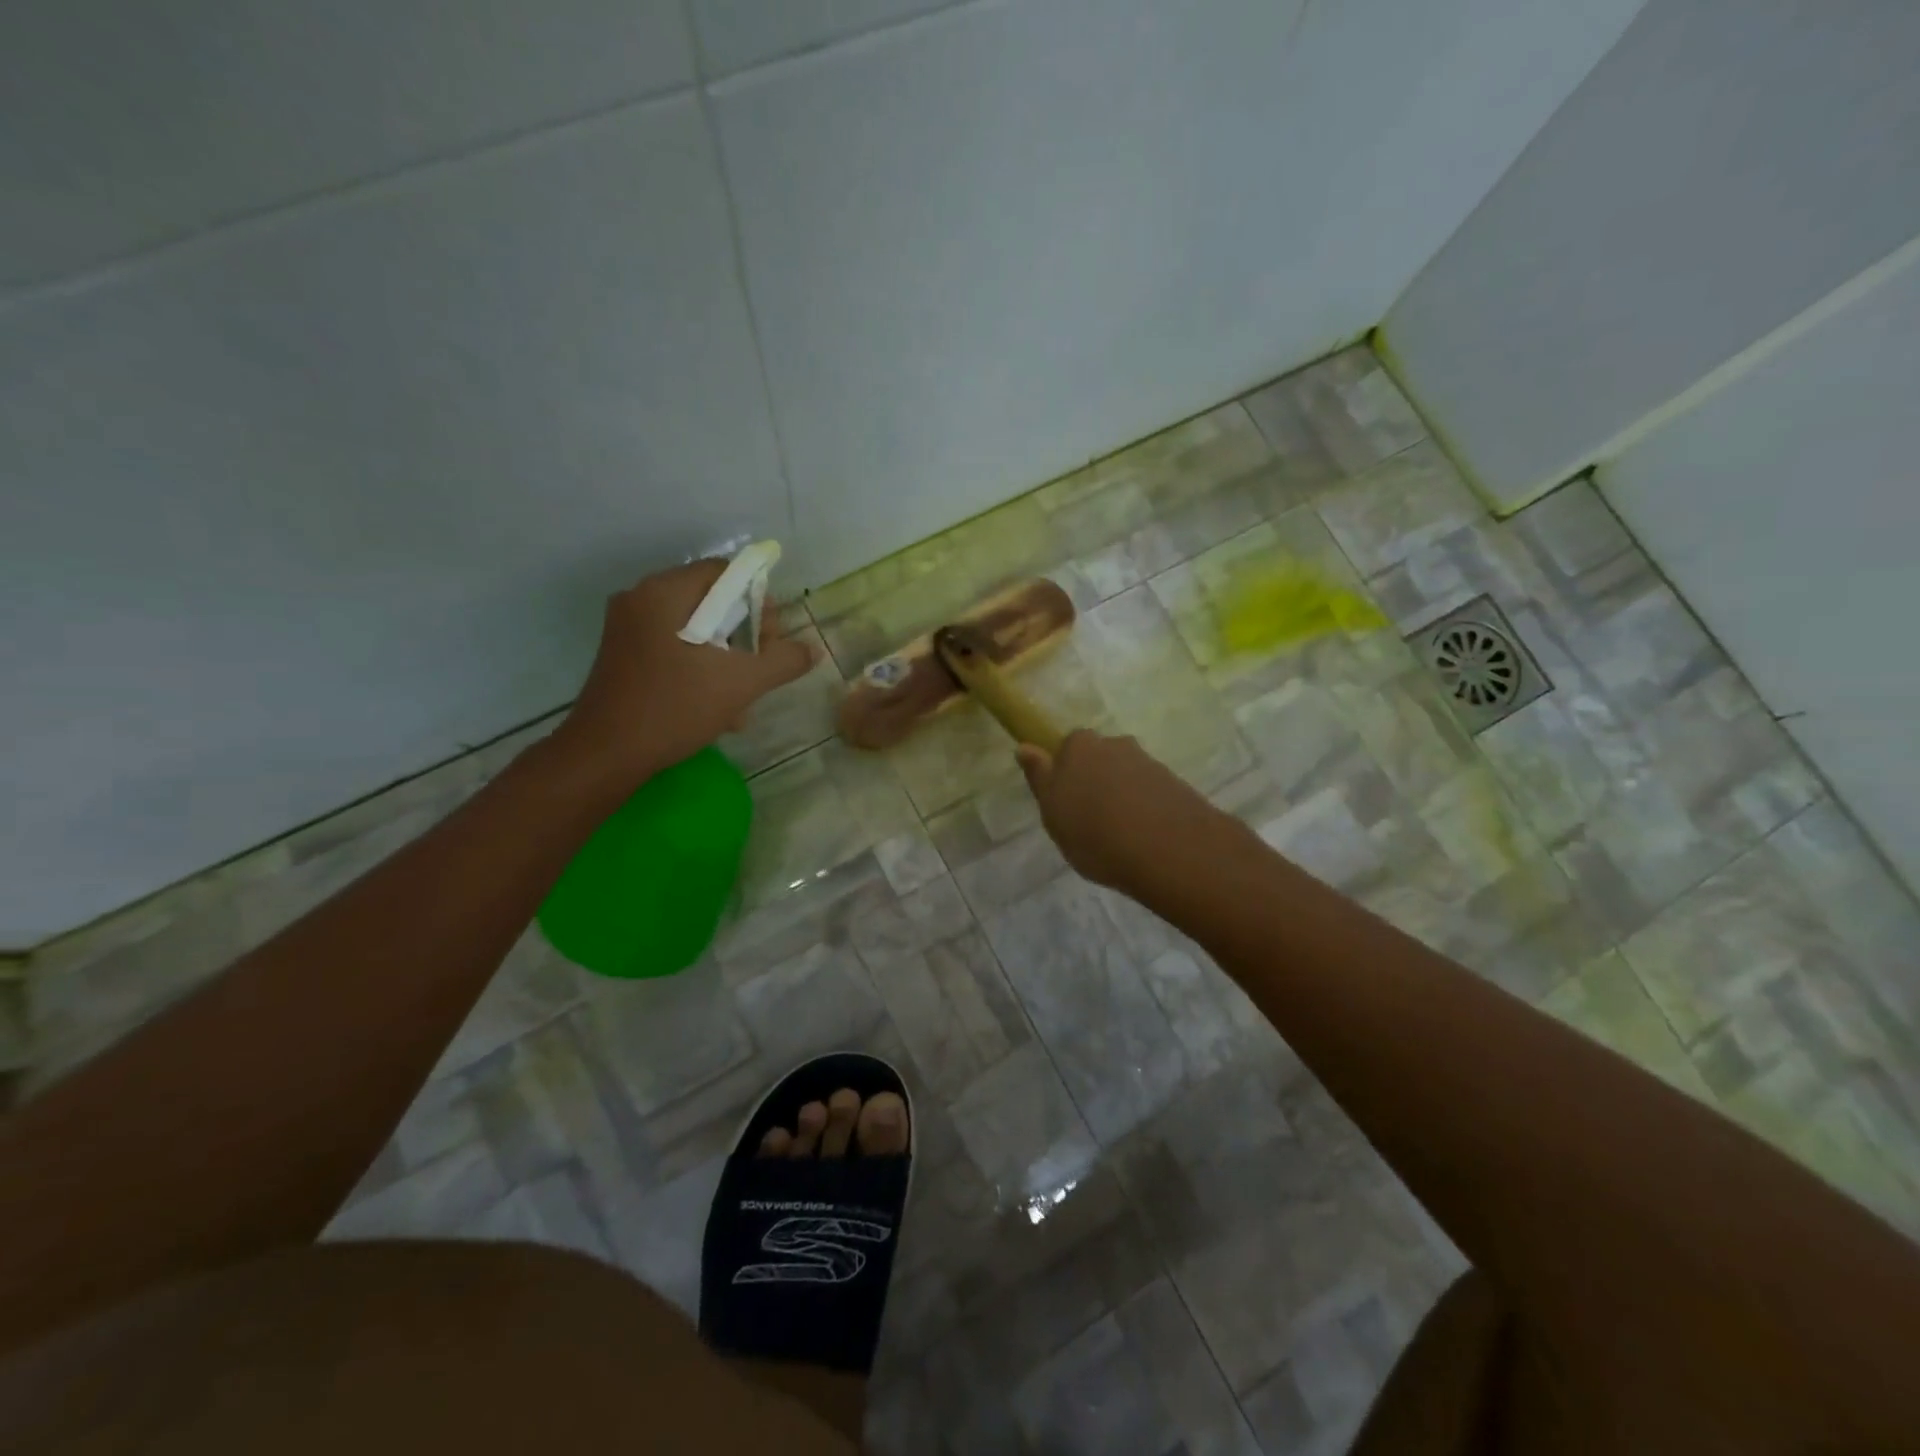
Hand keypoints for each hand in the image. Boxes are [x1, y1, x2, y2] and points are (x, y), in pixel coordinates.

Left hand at [551, 559, 815, 792]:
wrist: (607, 752)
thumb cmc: (676, 705)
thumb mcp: (742, 682)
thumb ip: (783, 660)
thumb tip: (812, 650)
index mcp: (666, 591)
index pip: (726, 572)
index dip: (759, 601)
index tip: (772, 639)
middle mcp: (642, 598)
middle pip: (711, 600)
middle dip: (745, 633)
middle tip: (761, 668)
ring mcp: (628, 627)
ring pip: (695, 628)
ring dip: (727, 655)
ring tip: (744, 694)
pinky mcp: (623, 654)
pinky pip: (674, 646)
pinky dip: (700, 665)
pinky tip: (716, 702)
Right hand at [1015, 730, 1231, 893]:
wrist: (1169, 851)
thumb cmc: (1095, 832)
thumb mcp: (1052, 812)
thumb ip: (1040, 777)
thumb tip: (1024, 747)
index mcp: (1079, 745)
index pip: (1065, 748)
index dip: (1063, 773)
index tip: (1064, 803)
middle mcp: (1115, 744)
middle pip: (1098, 758)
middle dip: (1094, 781)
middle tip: (1089, 820)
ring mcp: (1148, 762)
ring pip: (1124, 775)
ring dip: (1120, 796)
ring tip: (1119, 835)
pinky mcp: (1175, 784)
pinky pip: (1149, 793)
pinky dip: (1144, 808)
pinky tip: (1142, 837)